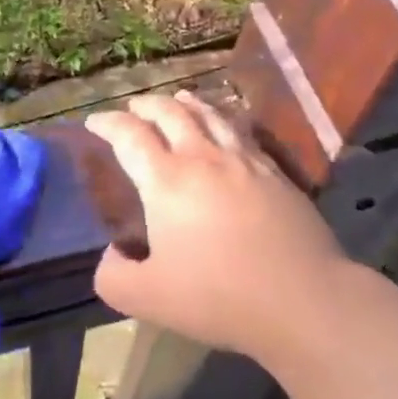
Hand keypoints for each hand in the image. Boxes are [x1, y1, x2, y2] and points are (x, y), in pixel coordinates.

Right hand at [85, 91, 344, 364]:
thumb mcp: (149, 299)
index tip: (94, 121)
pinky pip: (241, 130)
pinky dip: (223, 118)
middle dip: (146, 105)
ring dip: (186, 102)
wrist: (303, 298)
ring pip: (209, 114)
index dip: (108, 123)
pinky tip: (225, 126)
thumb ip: (115, 276)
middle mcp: (203, 157)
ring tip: (177, 99)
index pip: (129, 135)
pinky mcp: (274, 170)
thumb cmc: (220, 297)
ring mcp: (243, 159)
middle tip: (133, 107)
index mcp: (167, 180)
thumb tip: (111, 255)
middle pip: (170, 113)